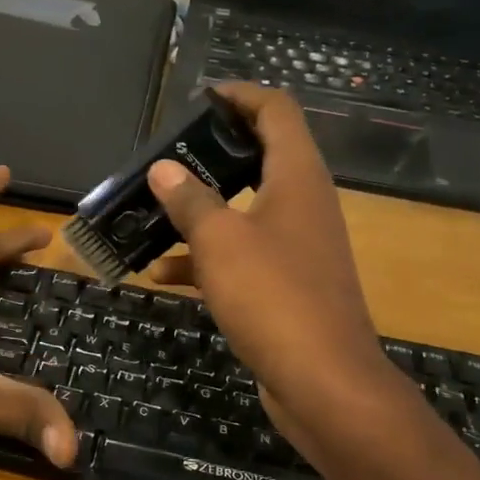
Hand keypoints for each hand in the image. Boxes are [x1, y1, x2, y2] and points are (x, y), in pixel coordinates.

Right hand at [145, 84, 398, 442]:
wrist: (325, 384)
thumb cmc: (274, 297)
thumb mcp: (221, 242)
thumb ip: (190, 200)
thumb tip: (164, 168)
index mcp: (297, 178)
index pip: (276, 110)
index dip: (240, 95)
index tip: (200, 97)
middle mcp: (304, 204)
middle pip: (260, 157)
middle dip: (213, 153)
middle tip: (170, 154)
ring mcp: (299, 246)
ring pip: (245, 210)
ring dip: (203, 209)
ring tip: (154, 211)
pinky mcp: (289, 284)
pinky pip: (244, 255)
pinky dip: (208, 257)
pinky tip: (163, 274)